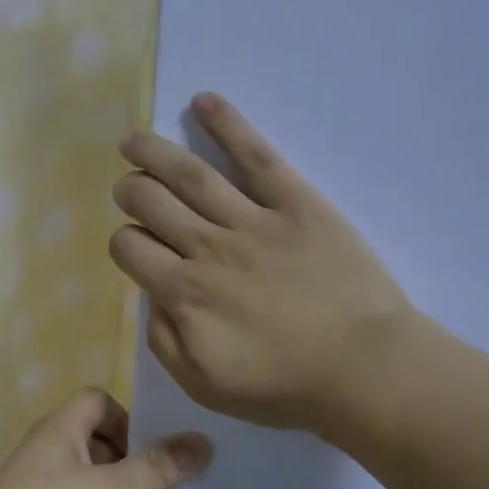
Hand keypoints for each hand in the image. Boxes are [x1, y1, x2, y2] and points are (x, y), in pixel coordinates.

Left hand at [0, 389, 210, 488]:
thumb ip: (156, 468)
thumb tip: (203, 442)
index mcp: (61, 428)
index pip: (99, 401)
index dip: (129, 418)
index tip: (154, 448)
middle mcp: (49, 450)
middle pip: (98, 440)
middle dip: (131, 460)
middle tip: (161, 484)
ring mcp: (40, 487)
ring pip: (90, 480)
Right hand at [110, 93, 414, 433]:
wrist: (364, 370)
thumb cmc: (284, 386)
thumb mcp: (203, 385)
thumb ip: (163, 340)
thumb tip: (152, 297)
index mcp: (184, 294)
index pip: (130, 248)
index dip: (124, 243)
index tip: (137, 249)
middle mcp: (207, 248)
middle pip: (150, 202)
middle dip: (130, 192)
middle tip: (130, 190)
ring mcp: (252, 220)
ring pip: (189, 174)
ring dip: (153, 152)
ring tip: (134, 141)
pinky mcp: (296, 202)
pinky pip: (256, 155)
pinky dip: (228, 125)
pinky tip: (203, 102)